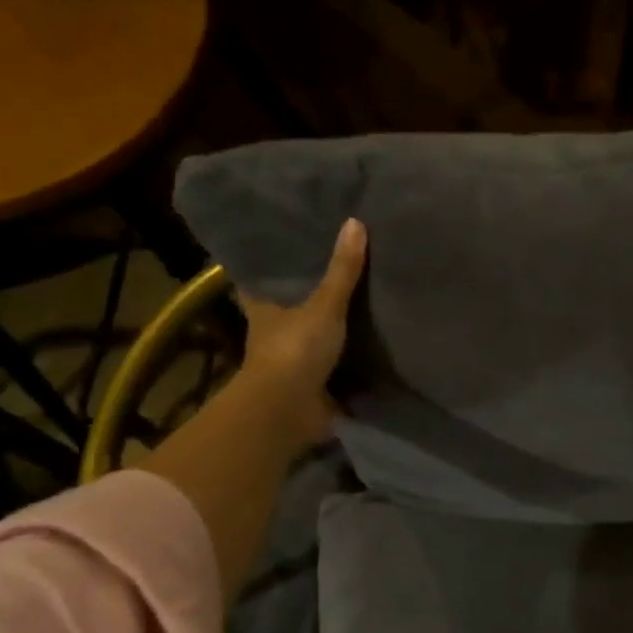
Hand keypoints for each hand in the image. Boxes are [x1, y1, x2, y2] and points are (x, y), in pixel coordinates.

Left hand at [232, 217, 366, 449]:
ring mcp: (292, 363)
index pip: (259, 281)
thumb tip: (355, 222)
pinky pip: (335, 367)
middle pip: (288, 308)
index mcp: (264, 309)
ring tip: (363, 303)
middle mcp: (274, 334)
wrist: (289, 410)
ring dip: (330, 329)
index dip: (268, 265)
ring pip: (311, 337)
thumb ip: (342, 271)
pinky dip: (350, 361)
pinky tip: (373, 347)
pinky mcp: (314, 386)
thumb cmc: (295, 350)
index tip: (284, 247)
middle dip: (306, 296)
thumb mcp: (323, 305)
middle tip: (335, 268)